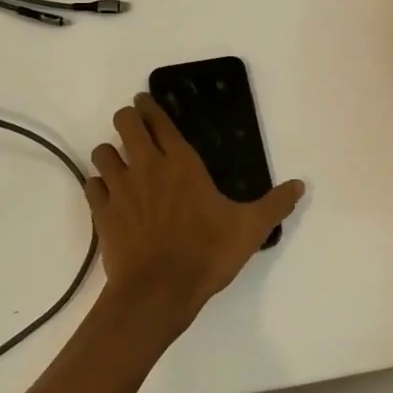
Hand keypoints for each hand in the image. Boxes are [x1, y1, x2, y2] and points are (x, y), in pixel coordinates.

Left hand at [86, 94, 305, 330]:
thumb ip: (275, 204)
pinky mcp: (102, 213)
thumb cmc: (206, 253)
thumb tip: (300, 185)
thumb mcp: (250, 229)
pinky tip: (107, 194)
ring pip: (102, 152)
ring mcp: (120, 188)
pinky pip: (92, 186)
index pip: (159, 120)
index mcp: (181, 162)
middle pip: (125, 123)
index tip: (145, 100)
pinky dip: (98, 185)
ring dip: (110, 152)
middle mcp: (147, 166)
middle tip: (134, 125)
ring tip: (120, 161)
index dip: (150, 105)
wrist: (158, 292)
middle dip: (128, 118)